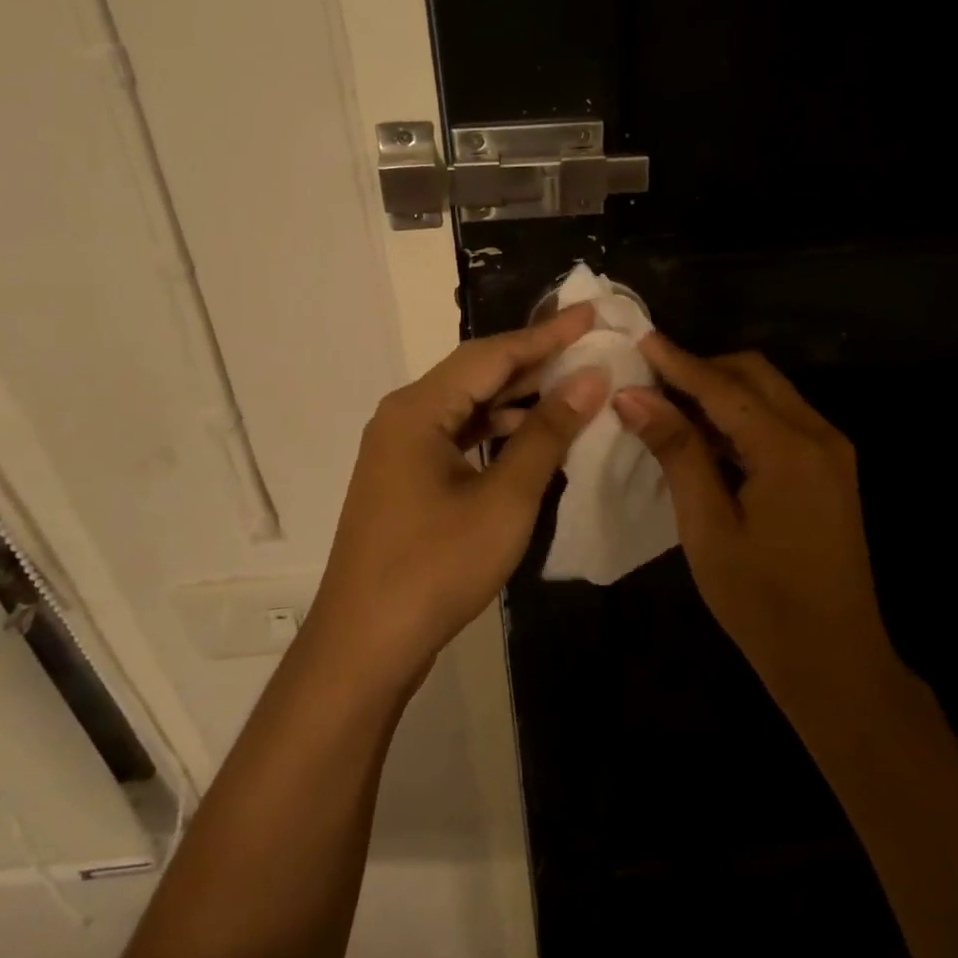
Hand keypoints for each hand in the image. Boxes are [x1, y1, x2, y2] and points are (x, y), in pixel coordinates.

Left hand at [313, 305, 610, 684]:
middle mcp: (403, 416)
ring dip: (518, 397)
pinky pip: (457, 435)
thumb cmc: (436, 568)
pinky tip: (531, 439)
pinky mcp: (404, 477)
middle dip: (534, 361)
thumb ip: (548, 433)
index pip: (493, 354)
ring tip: (572, 390)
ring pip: (467, 405)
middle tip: (589, 347)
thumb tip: (590, 378)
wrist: (365, 644)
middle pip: (477, 373)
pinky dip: (496, 430)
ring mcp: (399, 448)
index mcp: (419, 409)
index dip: (547, 334)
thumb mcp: (505, 499)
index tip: (591, 313)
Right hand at [613, 337, 888, 699]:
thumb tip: (634, 397)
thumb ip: (676, 452)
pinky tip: (707, 437)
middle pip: (754, 375)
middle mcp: (819, 435)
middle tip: (650, 379)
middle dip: (702, 368)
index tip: (638, 337)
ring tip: (668, 404)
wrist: (835, 660)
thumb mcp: (707, 527)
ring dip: (722, 391)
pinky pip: (782, 421)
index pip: (723, 387)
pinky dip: (743, 417)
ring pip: (770, 394)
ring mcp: (832, 451)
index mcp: (789, 449)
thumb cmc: (761, 602)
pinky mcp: (831, 469)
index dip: (677, 362)